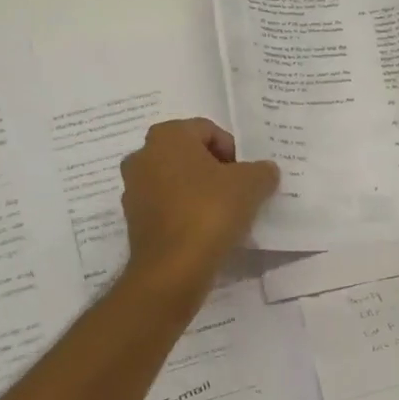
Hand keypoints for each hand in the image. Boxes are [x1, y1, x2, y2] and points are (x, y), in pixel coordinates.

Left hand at [120, 118, 278, 293]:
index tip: (246, 176)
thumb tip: (265, 171)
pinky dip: (185, 212)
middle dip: (215, 169)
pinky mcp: (133, 220)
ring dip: (199, 191)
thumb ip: (262, 170)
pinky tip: (204, 231)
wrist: (173, 268)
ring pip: (176, 181)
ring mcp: (133, 189)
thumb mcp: (251, 184)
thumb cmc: (210, 211)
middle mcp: (143, 155)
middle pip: (189, 154)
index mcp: (167, 135)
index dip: (233, 150)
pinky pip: (166, 206)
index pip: (208, 130)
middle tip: (238, 192)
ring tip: (223, 214)